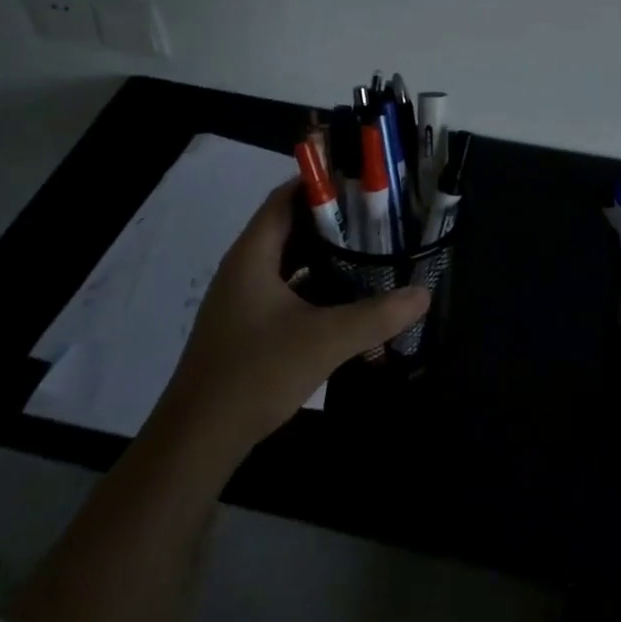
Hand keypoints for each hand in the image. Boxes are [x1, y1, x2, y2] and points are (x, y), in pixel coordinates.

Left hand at [150, 180, 429, 456]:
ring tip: (369, 250)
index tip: (363, 181)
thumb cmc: (255, 373)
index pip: (285, 198)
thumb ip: (377, 315)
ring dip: (324, 255)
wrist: (197, 440)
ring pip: (288, 261)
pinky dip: (313, 285)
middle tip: (377, 217)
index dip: (321, 184)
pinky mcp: (246, 327)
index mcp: (252, 255)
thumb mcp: (324, 340)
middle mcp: (244, 268)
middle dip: (332, 220)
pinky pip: (285, 290)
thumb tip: (423, 294)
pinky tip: (345, 298)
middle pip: (289, 227)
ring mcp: (242, 299)